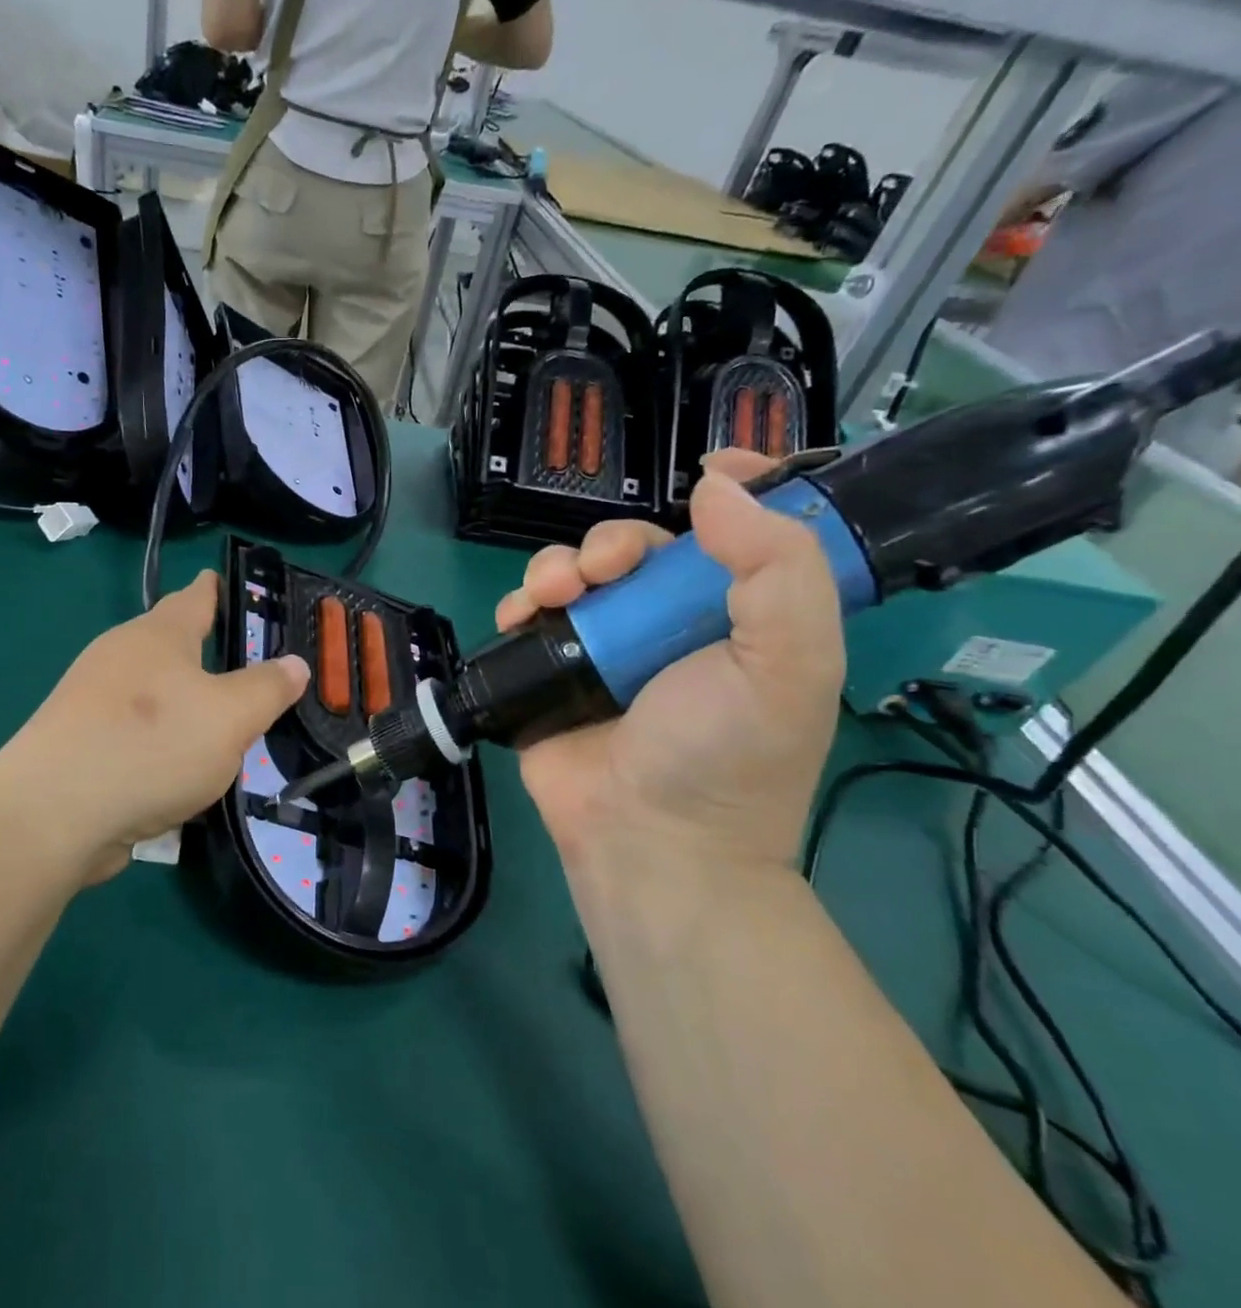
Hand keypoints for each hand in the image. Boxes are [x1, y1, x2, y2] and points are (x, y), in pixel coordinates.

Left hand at [0, 571, 308, 885]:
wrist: (52, 815)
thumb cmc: (151, 746)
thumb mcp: (230, 717)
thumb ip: (267, 688)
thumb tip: (295, 663)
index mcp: (157, 636)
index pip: (195, 596)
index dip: (217, 588)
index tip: (229, 582)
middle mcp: (119, 657)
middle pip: (169, 645)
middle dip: (203, 653)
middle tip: (244, 669)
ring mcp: (90, 702)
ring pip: (151, 695)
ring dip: (182, 706)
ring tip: (219, 728)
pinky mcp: (77, 745)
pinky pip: (133, 735)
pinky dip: (159, 745)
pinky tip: (178, 774)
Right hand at [496, 451, 844, 881]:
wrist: (647, 840)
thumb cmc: (726, 753)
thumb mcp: (789, 661)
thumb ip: (776, 568)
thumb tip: (715, 486)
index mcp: (732, 617)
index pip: (736, 536)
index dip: (731, 492)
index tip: (709, 467)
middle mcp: (663, 625)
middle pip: (634, 549)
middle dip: (612, 542)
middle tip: (604, 570)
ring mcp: (599, 648)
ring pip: (573, 574)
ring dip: (557, 566)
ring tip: (553, 593)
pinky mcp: (547, 672)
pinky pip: (526, 616)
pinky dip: (519, 602)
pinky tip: (520, 615)